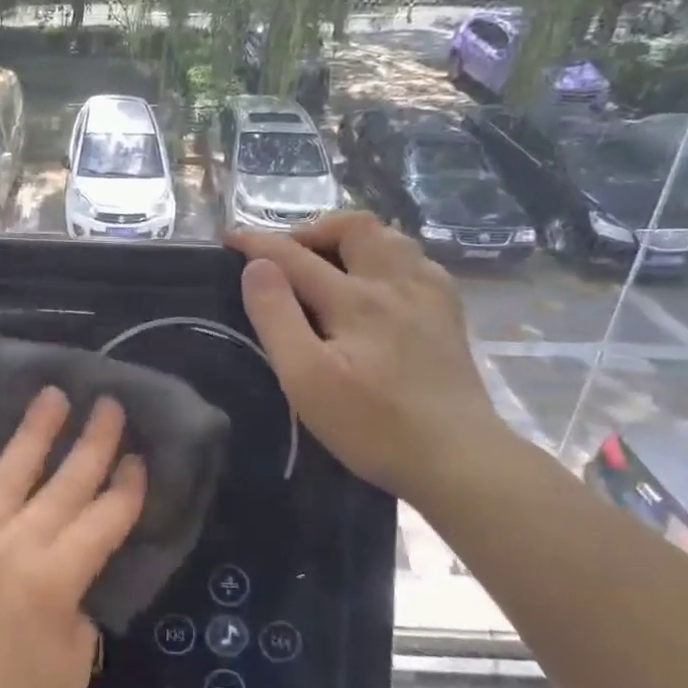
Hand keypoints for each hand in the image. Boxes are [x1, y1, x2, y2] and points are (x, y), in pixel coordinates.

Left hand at [0, 388, 144, 687]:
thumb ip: (80, 614)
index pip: (104, 520)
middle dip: (93, 442)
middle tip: (109, 405)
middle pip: (65, 483)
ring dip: (36, 430)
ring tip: (53, 394)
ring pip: (10, 470)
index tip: (138, 459)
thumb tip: (73, 580)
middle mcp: (15, 545)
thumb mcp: (71, 674)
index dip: (126, 488)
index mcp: (56, 581)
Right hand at [229, 211, 505, 500]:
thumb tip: (256, 267)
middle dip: (313, 230)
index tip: (229, 238)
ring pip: (391, 238)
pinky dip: (388, 259)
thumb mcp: (305, 378)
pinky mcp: (449, 315)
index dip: (257, 243)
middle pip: (354, 227)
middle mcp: (394, 283)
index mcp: (354, 299)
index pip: (294, 255)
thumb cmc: (372, 425)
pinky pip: (417, 262)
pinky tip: (381, 285)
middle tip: (288, 256)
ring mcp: (429, 296)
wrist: (458, 460)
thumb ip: (277, 317)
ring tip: (331, 264)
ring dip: (353, 240)